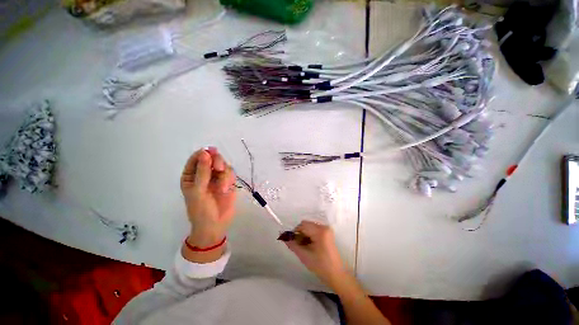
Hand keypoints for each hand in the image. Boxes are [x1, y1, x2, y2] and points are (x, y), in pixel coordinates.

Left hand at [181, 147, 235, 246]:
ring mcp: (217, 178)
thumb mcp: (198, 190)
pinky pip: (231, 174)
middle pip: (212, 159)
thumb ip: (202, 171)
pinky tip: (226, 189)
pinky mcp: (228, 182)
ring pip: (224, 165)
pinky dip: (229, 179)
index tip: (211, 152)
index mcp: (192, 175)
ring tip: (223, 188)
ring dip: (224, 175)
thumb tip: (205, 152)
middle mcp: (205, 174)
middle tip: (219, 168)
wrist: (215, 224)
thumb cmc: (200, 210)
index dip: (203, 153)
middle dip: (217, 162)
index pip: (197, 158)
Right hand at [285, 221, 346, 286]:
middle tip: (297, 245)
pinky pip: (314, 230)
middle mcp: (324, 227)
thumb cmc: (320, 266)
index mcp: (320, 231)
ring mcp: (326, 229)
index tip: (291, 241)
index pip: (303, 225)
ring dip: (304, 234)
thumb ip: (293, 245)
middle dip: (299, 233)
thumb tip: (284, 238)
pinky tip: (308, 245)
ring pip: (309, 227)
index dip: (295, 232)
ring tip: (303, 246)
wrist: (336, 274)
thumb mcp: (304, 255)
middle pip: (306, 225)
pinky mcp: (327, 233)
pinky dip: (309, 235)